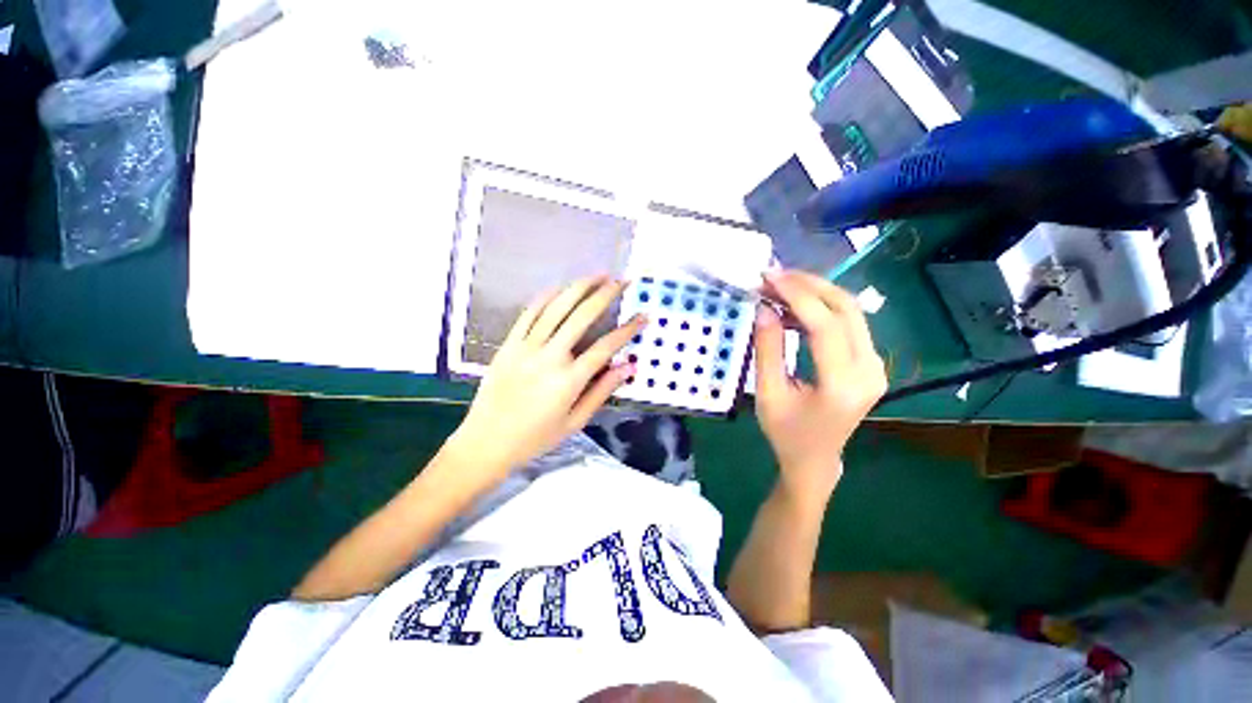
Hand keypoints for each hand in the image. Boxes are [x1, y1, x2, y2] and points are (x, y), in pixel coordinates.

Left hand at [448, 277, 644, 483]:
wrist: (486, 442)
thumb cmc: (535, 437)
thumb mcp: (574, 422)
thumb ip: (602, 391)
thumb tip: (628, 367)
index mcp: (569, 380)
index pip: (606, 347)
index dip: (628, 329)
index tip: (642, 316)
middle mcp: (550, 357)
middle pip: (582, 316)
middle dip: (606, 294)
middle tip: (622, 282)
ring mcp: (526, 347)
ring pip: (556, 307)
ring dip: (579, 287)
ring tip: (597, 275)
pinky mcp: (509, 344)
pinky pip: (529, 313)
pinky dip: (546, 297)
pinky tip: (560, 288)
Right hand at [753, 270, 886, 500]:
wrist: (815, 460)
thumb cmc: (786, 433)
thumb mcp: (768, 393)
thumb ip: (767, 349)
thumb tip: (764, 307)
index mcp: (843, 384)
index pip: (825, 325)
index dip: (797, 295)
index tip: (769, 277)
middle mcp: (870, 370)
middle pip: (846, 310)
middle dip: (809, 285)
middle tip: (775, 275)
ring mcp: (876, 365)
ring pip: (851, 312)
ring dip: (816, 293)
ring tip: (781, 286)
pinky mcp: (870, 362)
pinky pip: (848, 324)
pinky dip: (821, 308)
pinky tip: (795, 307)